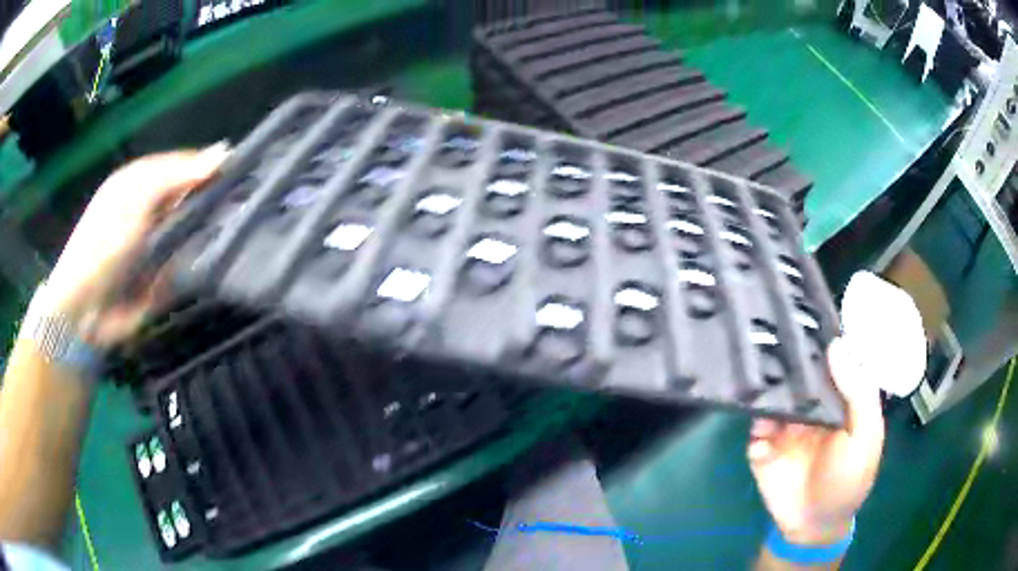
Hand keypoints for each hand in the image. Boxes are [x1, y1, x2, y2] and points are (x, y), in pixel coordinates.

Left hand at [45, 145, 228, 347]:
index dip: (211, 166)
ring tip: (237, 232)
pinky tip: (216, 260)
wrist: (86, 310)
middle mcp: (151, 209)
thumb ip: (177, 174)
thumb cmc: (104, 243)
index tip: (243, 171)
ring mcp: (157, 245)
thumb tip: (224, 152)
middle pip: (191, 196)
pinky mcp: (162, 278)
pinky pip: (188, 264)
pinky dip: (198, 263)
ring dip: (209, 232)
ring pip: (193, 230)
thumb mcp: (137, 196)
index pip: (186, 165)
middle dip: (213, 200)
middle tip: (243, 203)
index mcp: (143, 181)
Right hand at [748, 337, 884, 544]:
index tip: (806, 310)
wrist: (813, 526)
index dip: (820, 337)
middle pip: (797, 371)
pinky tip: (756, 410)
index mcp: (838, 398)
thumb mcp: (865, 436)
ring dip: (767, 381)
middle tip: (775, 323)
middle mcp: (811, 406)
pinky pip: (754, 424)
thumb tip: (837, 345)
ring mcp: (784, 425)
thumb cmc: (849, 479)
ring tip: (757, 358)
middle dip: (788, 353)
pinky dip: (753, 416)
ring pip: (773, 393)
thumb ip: (858, 393)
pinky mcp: (762, 445)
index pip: (828, 359)